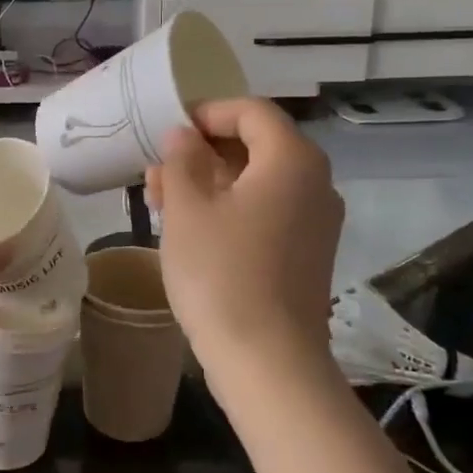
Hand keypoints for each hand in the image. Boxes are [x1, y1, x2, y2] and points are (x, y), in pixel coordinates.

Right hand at [145, 98, 341, 395]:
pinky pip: (265, 212)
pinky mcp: (305, 254)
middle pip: (256, 146)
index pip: (252, 111)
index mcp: (292, 160)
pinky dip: (229, 209)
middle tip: (157, 168)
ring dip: (209, 182)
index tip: (168, 129)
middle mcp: (315, 183)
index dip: (208, 112)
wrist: (267, 361)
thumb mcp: (187, 209)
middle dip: (202, 151)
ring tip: (160, 198)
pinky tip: (189, 227)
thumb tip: (184, 136)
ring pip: (257, 182)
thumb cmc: (221, 274)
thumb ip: (182, 160)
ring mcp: (314, 222)